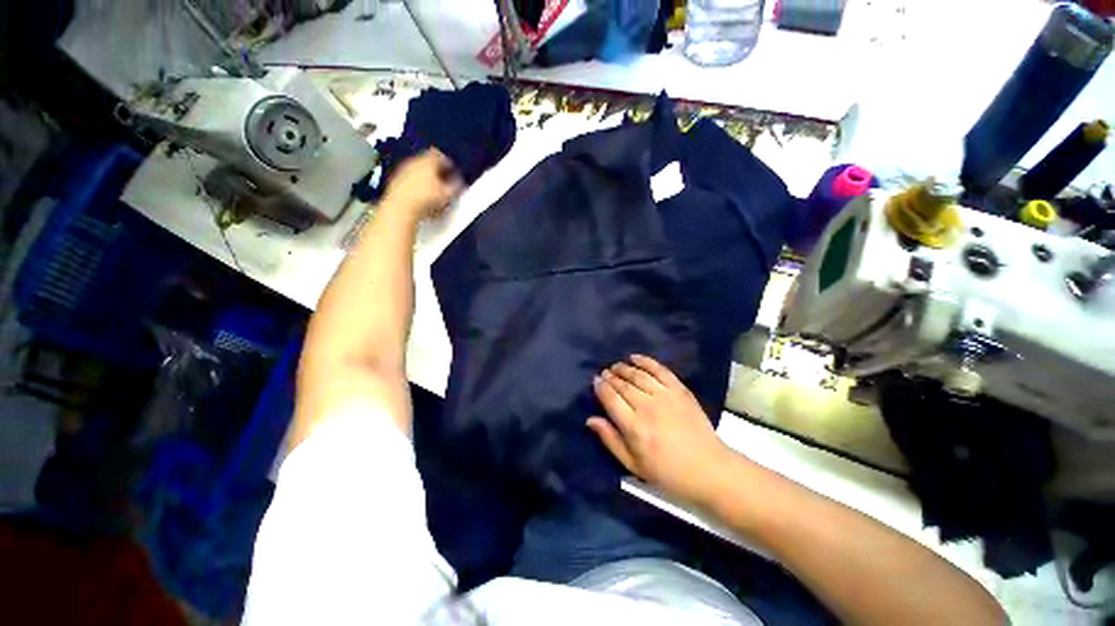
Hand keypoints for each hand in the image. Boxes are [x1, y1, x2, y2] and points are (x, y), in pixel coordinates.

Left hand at [381, 148, 463, 220]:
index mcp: (428, 161)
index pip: (440, 155)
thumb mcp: (448, 194)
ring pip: (418, 170)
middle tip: (444, 181)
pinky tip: (420, 197)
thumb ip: (457, 185)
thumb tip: (460, 181)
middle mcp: (414, 161)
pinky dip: (416, 184)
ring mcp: (403, 170)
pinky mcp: (395, 180)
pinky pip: (409, 179)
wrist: (401, 208)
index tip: (453, 172)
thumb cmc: (426, 200)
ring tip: (433, 191)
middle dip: (437, 170)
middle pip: (428, 161)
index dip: (448, 164)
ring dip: (426, 178)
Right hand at [588, 355, 737, 504]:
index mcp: (634, 427)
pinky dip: (646, 361)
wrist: (709, 469)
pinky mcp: (680, 390)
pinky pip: (659, 370)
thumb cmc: (668, 472)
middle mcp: (647, 407)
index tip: (595, 381)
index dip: (601, 387)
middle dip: (611, 377)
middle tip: (605, 373)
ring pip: (638, 375)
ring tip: (616, 366)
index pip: (611, 399)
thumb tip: (590, 420)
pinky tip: (635, 358)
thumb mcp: (634, 465)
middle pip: (623, 385)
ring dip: (624, 368)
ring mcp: (665, 396)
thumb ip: (611, 440)